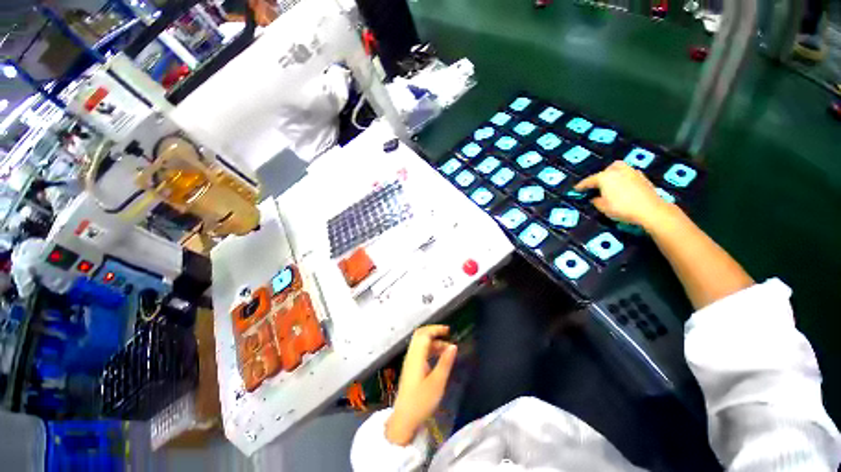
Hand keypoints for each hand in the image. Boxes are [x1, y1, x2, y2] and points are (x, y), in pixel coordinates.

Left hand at [385, 325, 457, 445]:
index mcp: (416, 357)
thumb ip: (445, 362)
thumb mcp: (437, 383)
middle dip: (433, 332)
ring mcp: (410, 362)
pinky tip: (438, 357)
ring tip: (447, 349)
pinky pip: (420, 351)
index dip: (436, 329)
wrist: (404, 419)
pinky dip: (429, 349)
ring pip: (420, 343)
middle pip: (420, 335)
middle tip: (447, 335)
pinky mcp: (411, 368)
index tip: (448, 330)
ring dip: (433, 342)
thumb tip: (453, 346)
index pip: (424, 334)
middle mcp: (411, 356)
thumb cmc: (421, 402)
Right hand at [575, 161, 674, 228]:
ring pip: (618, 170)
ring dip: (613, 176)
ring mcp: (631, 172)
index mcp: (604, 177)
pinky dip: (623, 179)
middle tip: (597, 185)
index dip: (581, 186)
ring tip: (611, 185)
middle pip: (606, 170)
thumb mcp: (603, 207)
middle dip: (600, 176)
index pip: (589, 181)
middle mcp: (617, 171)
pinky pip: (628, 175)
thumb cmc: (622, 208)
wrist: (650, 209)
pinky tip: (623, 188)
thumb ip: (595, 201)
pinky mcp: (642, 177)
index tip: (575, 189)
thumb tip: (594, 198)